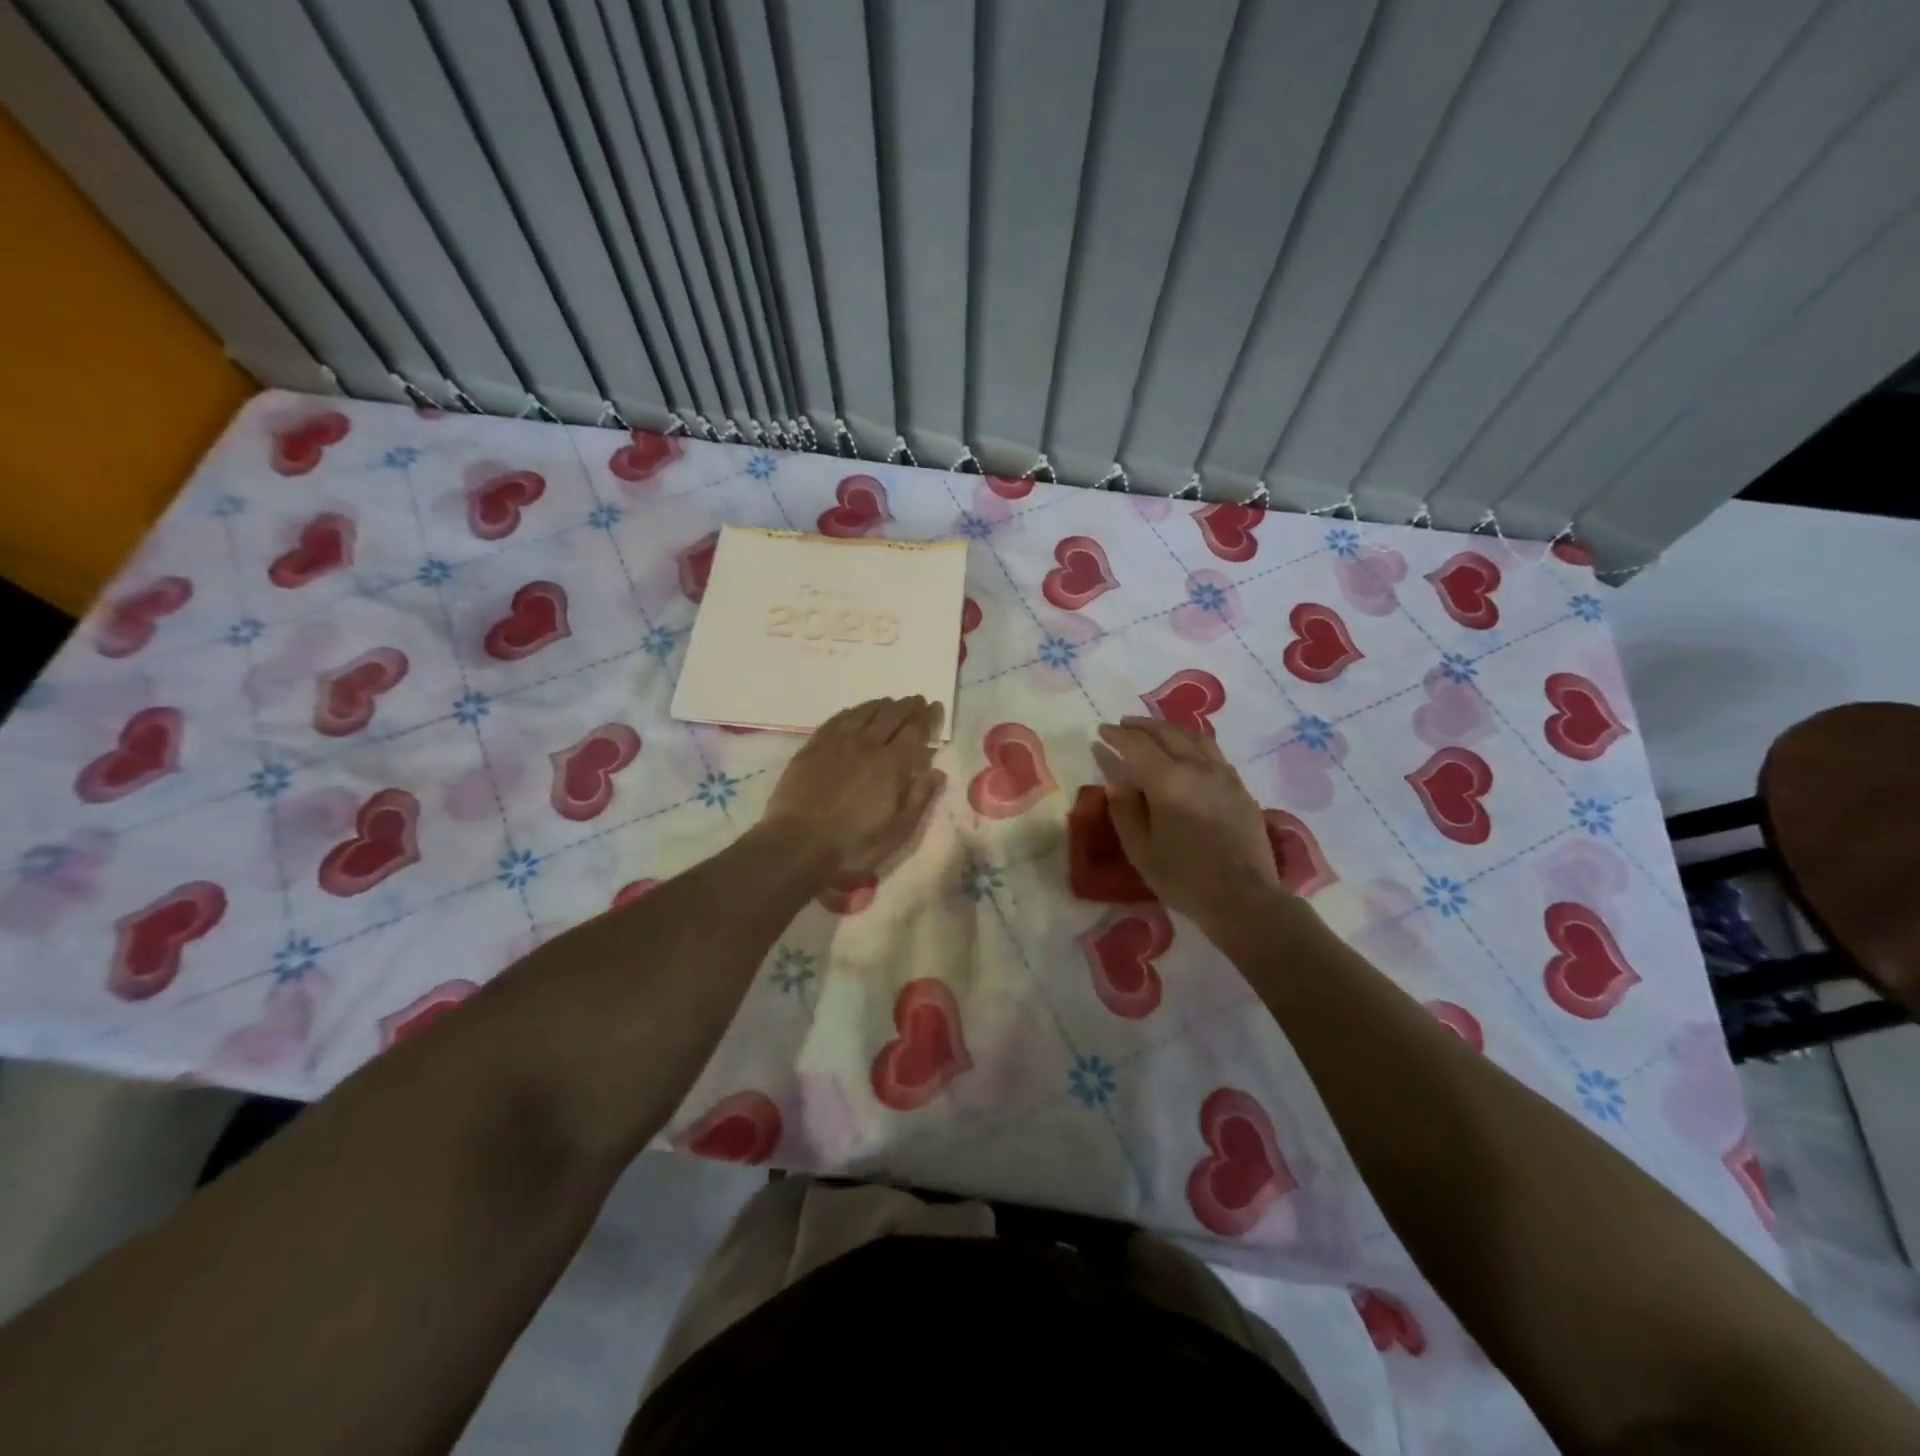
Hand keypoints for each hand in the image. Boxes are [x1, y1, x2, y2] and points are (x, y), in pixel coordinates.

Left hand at [760, 697, 945, 881]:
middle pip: (891, 715)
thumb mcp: (897, 832)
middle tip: (917, 700)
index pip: (915, 730)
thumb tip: (937, 772)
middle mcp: (866, 745)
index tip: (936, 707)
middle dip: (907, 706)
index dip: (928, 717)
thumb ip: (919, 798)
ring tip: (890, 702)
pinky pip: (835, 720)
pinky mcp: (812, 748)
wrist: (796, 845)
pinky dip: (851, 712)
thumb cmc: (853, 845)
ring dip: (880, 705)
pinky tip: (854, 712)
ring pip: (863, 713)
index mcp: (892, 765)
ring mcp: (836, 743)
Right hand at [1093, 717, 1280, 928]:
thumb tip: (1117, 786)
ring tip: (1155, 732)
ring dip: (1170, 729)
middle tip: (1124, 725)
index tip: (1102, 731)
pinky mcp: (1240, 789)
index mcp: (1168, 781)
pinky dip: (1193, 744)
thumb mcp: (1141, 851)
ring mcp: (1224, 776)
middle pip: (1167, 733)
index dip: (1118, 736)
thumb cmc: (1184, 878)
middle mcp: (1198, 768)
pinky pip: (1213, 753)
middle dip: (1142, 726)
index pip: (1137, 745)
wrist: (1244, 899)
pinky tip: (1189, 754)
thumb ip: (1125, 813)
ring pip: (1195, 737)